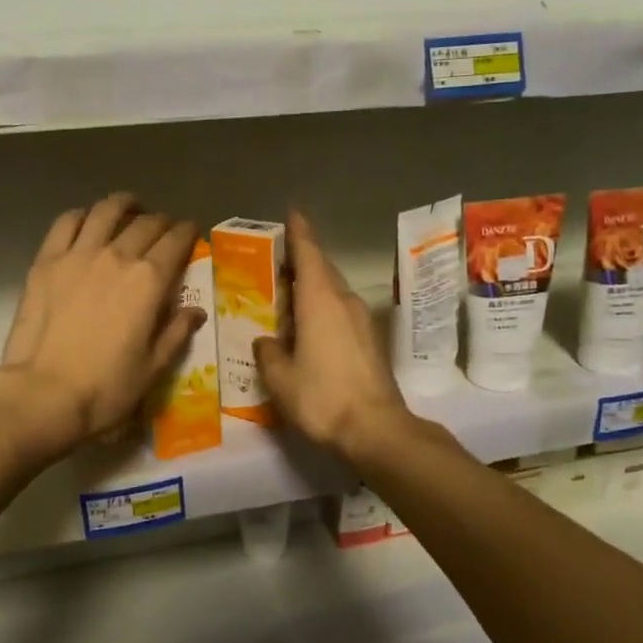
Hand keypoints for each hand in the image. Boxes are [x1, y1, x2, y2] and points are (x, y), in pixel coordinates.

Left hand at [0, 193, 204, 459]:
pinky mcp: (46, 261)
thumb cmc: (106, 387)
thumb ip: (176, 332)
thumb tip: (195, 311)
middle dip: (161, 222)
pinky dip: (82, 215)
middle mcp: (117, 256)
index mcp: (149, 280)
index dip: (188, 232)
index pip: (176, 241)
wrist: (44, 393)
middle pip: (146, 224)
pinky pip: (66, 223)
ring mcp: (78, 254)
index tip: (191, 232)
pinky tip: (86, 220)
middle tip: (163, 229)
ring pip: (105, 211)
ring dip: (123, 204)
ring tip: (129, 206)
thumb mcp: (153, 367)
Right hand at [254, 211, 410, 461]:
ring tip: (287, 296)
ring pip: (333, 292)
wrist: (376, 429)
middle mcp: (344, 302)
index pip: (309, 254)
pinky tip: (307, 328)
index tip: (292, 213)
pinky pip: (341, 312)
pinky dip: (322, 309)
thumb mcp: (281, 378)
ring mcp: (361, 321)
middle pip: (322, 270)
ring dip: (312, 288)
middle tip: (277, 261)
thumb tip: (267, 342)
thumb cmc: (323, 397)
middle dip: (302, 261)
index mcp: (320, 301)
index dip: (299, 232)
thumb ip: (268, 352)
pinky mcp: (370, 341)